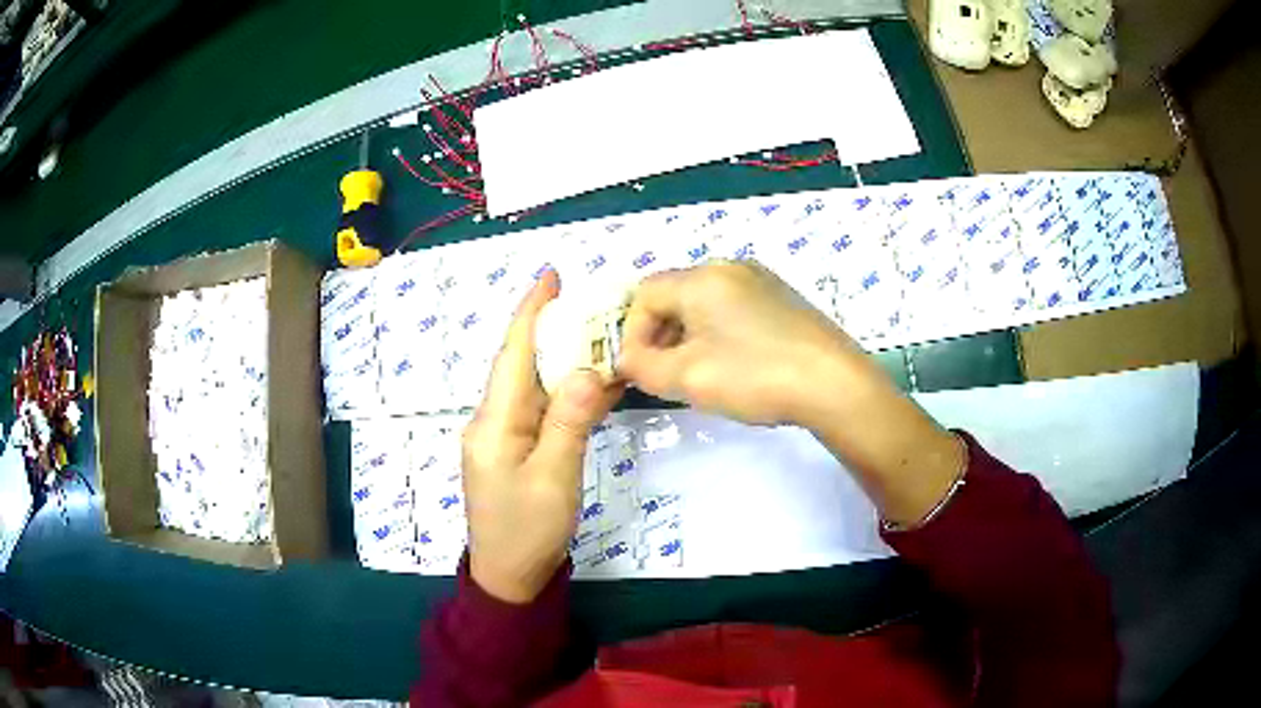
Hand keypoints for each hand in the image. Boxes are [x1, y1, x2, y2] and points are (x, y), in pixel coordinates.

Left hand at [462, 270, 622, 603]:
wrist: (508, 576)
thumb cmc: (528, 530)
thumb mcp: (554, 477)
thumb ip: (569, 422)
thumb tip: (590, 370)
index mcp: (494, 423)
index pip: (514, 355)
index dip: (531, 312)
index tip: (551, 276)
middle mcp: (493, 421)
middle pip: (522, 364)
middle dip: (551, 328)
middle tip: (589, 302)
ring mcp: (503, 436)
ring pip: (534, 386)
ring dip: (562, 360)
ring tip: (597, 334)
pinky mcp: (516, 450)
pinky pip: (541, 411)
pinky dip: (566, 394)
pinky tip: (593, 383)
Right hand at [618, 260, 866, 426]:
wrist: (835, 385)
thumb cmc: (756, 376)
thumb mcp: (687, 378)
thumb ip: (642, 367)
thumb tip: (627, 359)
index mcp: (702, 278)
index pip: (644, 294)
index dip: (632, 333)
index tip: (640, 371)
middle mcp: (730, 268)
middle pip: (674, 296)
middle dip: (660, 336)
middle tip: (664, 376)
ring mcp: (762, 281)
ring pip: (704, 304)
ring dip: (688, 337)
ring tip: (698, 375)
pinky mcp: (783, 299)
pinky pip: (733, 309)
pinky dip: (718, 334)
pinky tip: (734, 366)